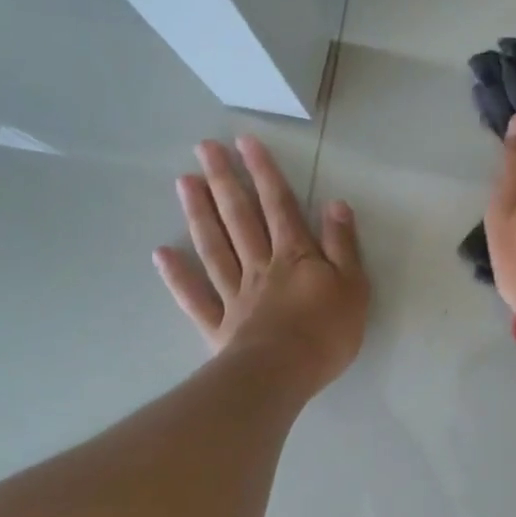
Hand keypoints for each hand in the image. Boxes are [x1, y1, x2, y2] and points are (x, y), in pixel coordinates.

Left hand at [156, 136, 367, 392]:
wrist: (284, 373)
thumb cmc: (327, 331)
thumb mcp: (353, 285)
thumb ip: (343, 244)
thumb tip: (335, 203)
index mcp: (295, 256)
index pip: (279, 206)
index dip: (264, 173)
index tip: (245, 142)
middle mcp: (260, 266)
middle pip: (240, 218)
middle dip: (224, 181)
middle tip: (204, 149)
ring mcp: (235, 294)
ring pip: (215, 247)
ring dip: (199, 214)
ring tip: (184, 182)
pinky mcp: (220, 325)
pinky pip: (195, 296)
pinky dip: (178, 275)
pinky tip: (162, 253)